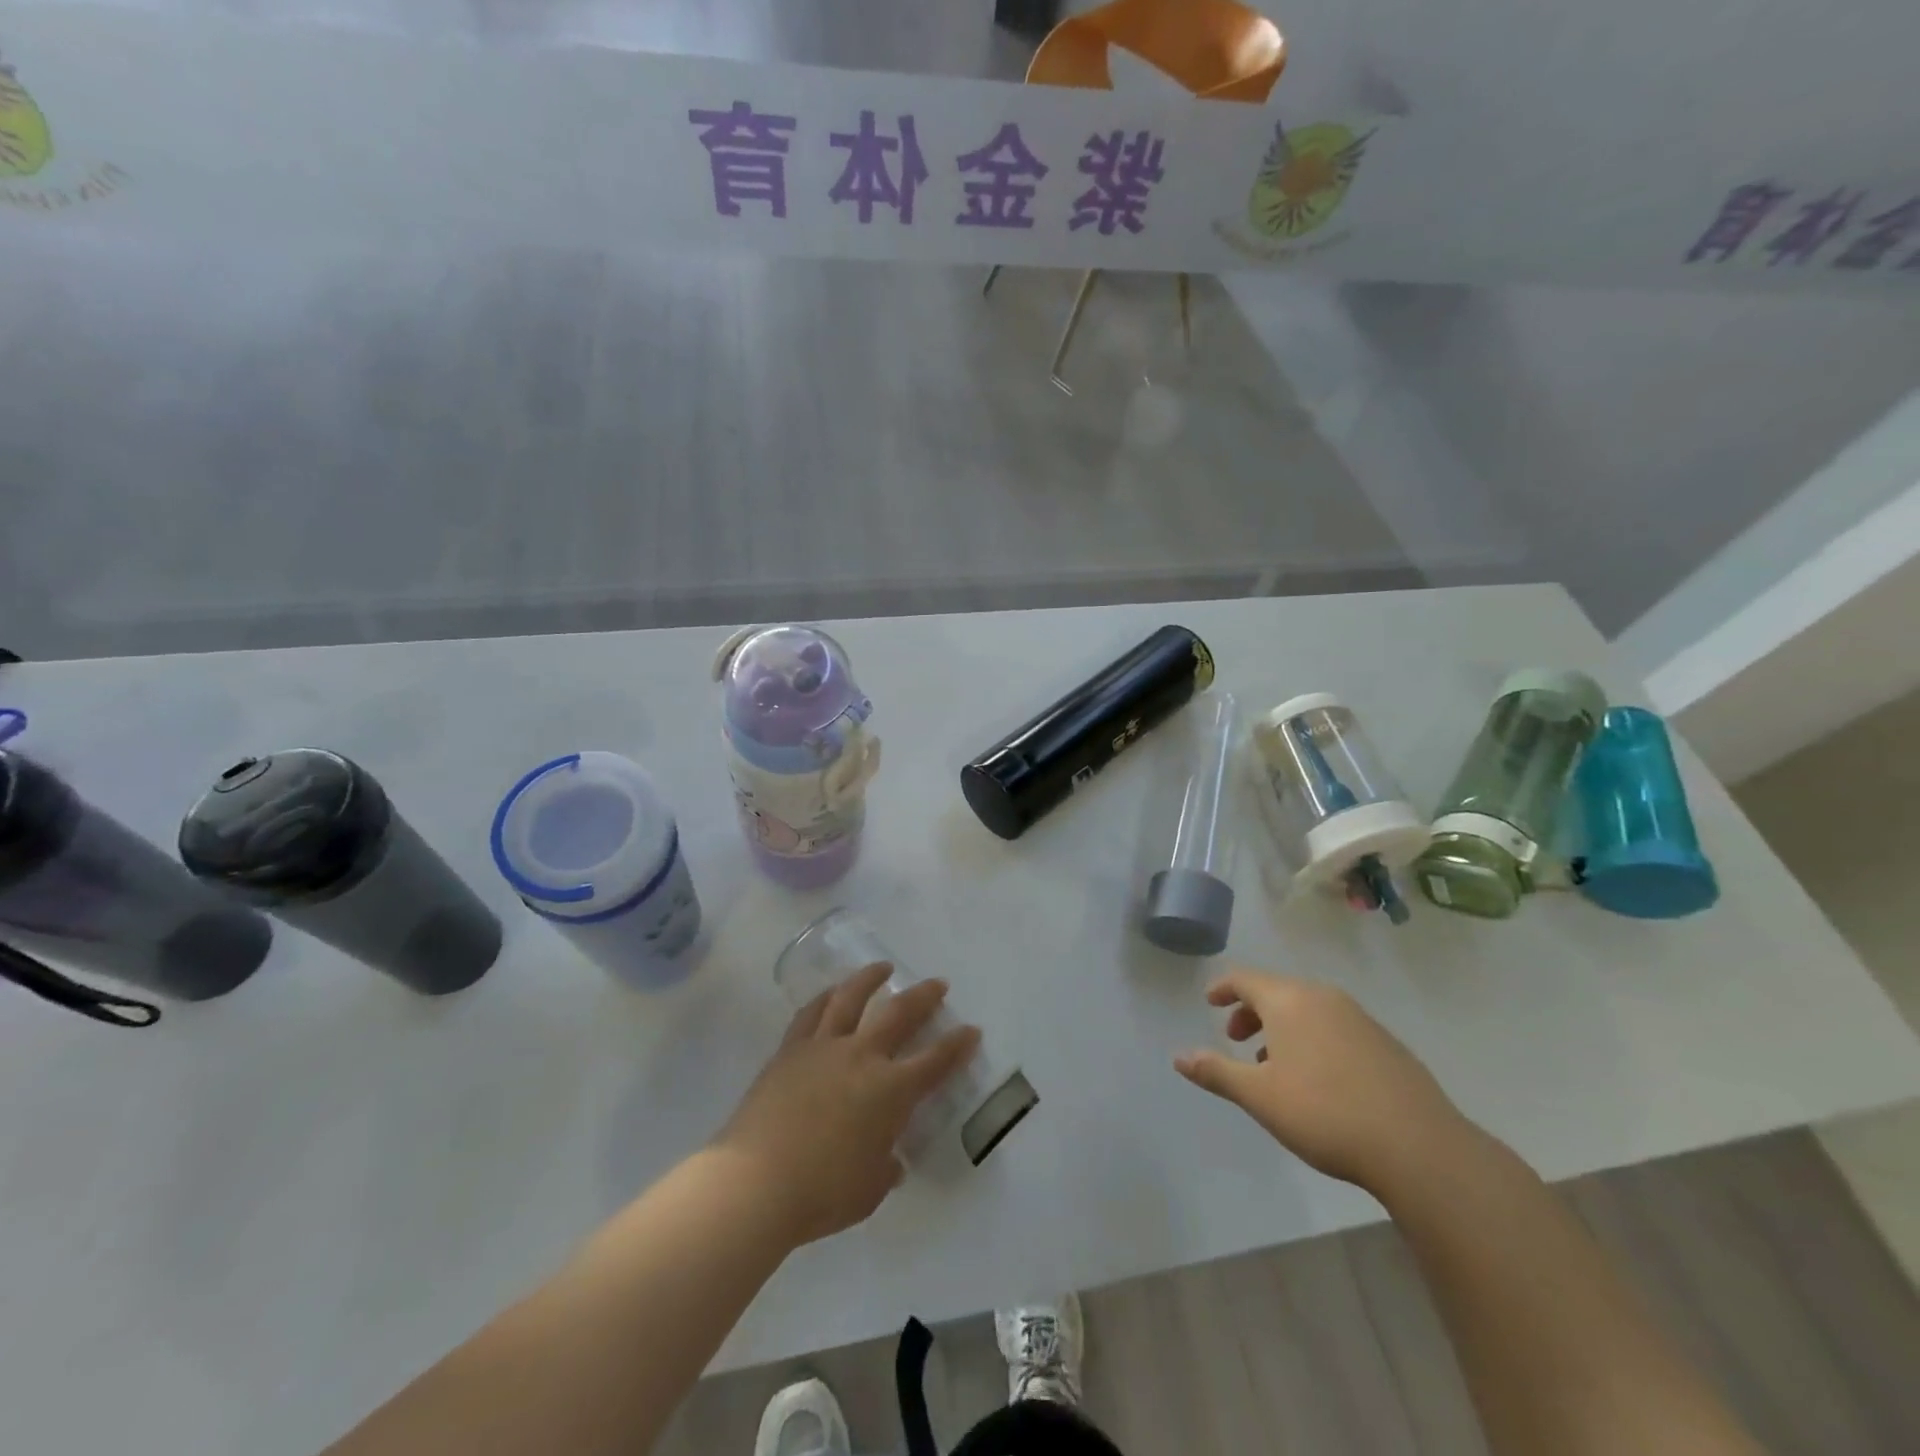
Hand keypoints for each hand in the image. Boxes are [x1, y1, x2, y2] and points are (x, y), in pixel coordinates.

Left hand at [717, 962, 980, 1246]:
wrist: (755, 1183)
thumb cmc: (821, 1194)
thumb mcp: (869, 1190)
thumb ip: (884, 1168)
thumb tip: (888, 1160)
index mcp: (890, 1091)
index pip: (935, 1061)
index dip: (957, 1045)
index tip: (971, 1029)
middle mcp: (861, 1057)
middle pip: (898, 1014)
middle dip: (923, 997)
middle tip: (937, 983)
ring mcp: (823, 1048)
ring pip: (851, 998)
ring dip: (870, 978)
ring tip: (882, 967)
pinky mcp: (790, 1051)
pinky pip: (811, 1014)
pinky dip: (825, 998)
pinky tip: (831, 993)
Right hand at [1175, 969, 1475, 1198]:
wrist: (1419, 1147)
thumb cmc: (1325, 1114)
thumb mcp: (1260, 1097)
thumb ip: (1216, 1072)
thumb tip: (1178, 1057)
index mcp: (1289, 1001)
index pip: (1245, 979)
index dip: (1223, 988)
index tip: (1210, 1002)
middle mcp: (1323, 998)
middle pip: (1277, 991)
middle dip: (1251, 1011)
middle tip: (1237, 1040)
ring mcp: (1360, 1018)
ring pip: (1308, 1009)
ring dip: (1283, 1028)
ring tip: (1274, 1066)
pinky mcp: (1386, 1044)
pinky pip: (1335, 1027)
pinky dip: (1314, 1038)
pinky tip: (1319, 1079)